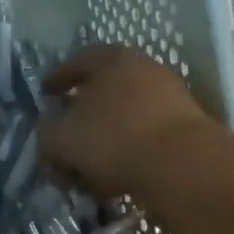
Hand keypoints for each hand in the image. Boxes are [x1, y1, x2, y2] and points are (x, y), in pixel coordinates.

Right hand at [40, 46, 220, 200]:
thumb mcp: (63, 138)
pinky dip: (130, 150)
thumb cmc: (115, 139)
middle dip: (83, 112)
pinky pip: (147, 134)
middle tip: (67, 131)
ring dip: (107, 136)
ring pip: (127, 114)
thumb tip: (49, 132)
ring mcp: (170, 96)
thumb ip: (47, 133)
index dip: (57, 79)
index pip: (77, 62)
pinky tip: (119, 174)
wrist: (185, 166)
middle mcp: (143, 69)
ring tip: (91, 164)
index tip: (45, 94)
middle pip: (104, 88)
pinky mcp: (188, 127)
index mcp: (111, 59)